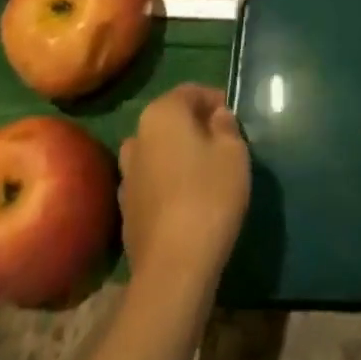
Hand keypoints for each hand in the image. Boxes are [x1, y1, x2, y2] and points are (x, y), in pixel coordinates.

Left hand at [117, 84, 250, 286]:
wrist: (173, 268)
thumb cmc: (209, 195)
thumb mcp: (234, 151)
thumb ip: (226, 125)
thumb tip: (217, 117)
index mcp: (161, 113)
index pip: (191, 91)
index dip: (216, 100)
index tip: (235, 119)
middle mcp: (137, 137)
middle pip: (171, 121)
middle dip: (196, 127)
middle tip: (224, 144)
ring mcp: (126, 176)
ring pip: (159, 152)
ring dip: (179, 156)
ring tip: (206, 173)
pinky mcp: (126, 210)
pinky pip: (152, 182)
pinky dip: (168, 183)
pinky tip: (188, 202)